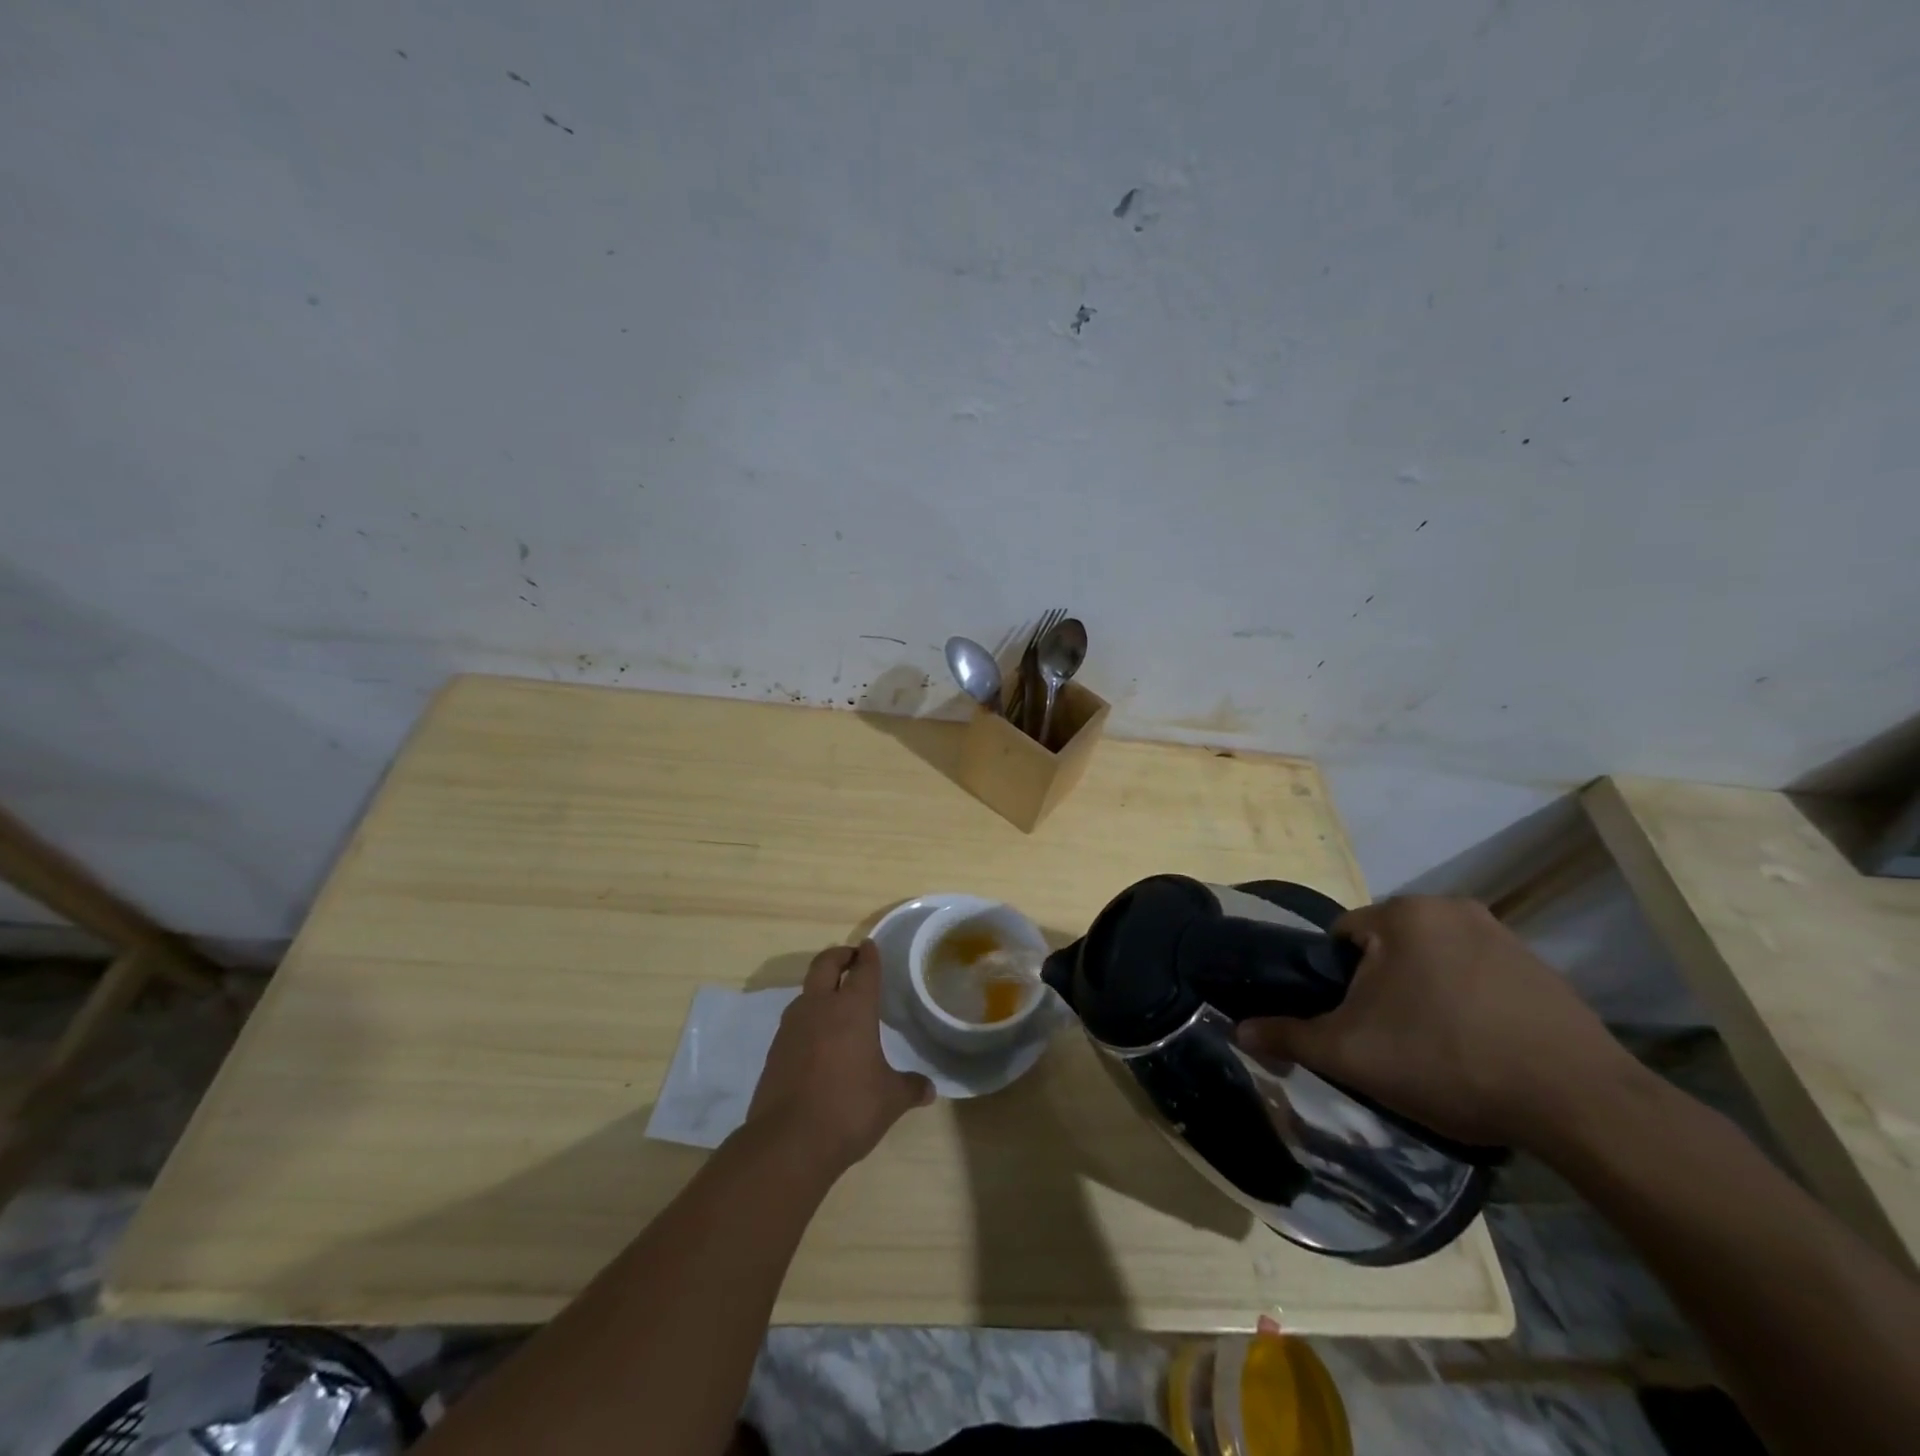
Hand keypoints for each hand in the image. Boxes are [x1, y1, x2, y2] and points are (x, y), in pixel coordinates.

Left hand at [746, 941, 933, 1172]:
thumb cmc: (849, 1109)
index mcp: (853, 1009)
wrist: (788, 1142)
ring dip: (820, 987)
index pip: (863, 970)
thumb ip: (910, 1087)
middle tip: (851, 958)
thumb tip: (929, 1089)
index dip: (869, 956)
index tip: (870, 946)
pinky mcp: (775, 1050)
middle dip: (839, 955)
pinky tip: (818, 1039)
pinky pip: (795, 1021)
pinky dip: (808, 1018)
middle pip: (825, 964)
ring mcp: (792, 1027)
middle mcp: (820, 1007)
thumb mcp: (890, 1099)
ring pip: (806, 991)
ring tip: (835, 1000)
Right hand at [1236, 895, 1637, 1147]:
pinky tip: (1480, 1049)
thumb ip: (1289, 1036)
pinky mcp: (1542, 969)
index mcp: (1403, 914)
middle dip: (1382, 989)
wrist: (1580, 1104)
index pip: (1343, 938)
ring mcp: (1503, 935)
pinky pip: (1478, 977)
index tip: (1355, 1025)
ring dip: (1424, 995)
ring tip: (1437, 1051)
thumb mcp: (1351, 1054)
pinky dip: (1467, 1004)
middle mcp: (1451, 908)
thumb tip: (1239, 1030)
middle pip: (1389, 949)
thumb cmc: (1448, 1061)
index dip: (1338, 984)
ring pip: (1433, 962)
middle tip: (1392, 1042)